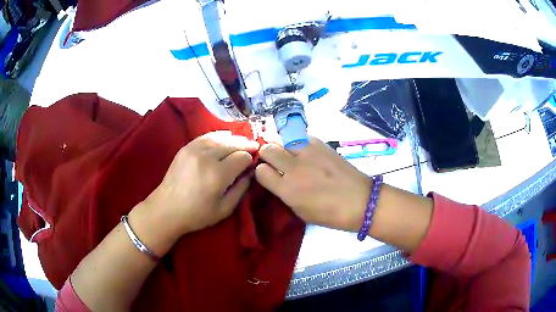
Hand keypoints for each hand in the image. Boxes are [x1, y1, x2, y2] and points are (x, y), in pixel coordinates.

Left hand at [143, 131, 258, 238]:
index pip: (242, 157)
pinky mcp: (186, 147)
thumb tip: (251, 172)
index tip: (254, 163)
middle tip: (254, 148)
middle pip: (233, 144)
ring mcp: (194, 149)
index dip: (251, 159)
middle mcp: (206, 157)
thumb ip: (241, 189)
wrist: (166, 209)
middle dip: (246, 145)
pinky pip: (207, 136)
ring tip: (241, 143)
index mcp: (217, 174)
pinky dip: (219, 136)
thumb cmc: (196, 214)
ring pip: (221, 137)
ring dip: (234, 140)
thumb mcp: (224, 209)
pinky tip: (225, 138)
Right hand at [255, 137, 370, 231]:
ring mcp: (307, 152)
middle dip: (267, 155)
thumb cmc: (329, 214)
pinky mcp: (320, 144)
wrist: (360, 200)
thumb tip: (276, 180)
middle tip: (274, 162)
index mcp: (287, 189)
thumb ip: (284, 193)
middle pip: (267, 150)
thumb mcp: (300, 211)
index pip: (260, 171)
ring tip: (287, 154)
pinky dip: (296, 142)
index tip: (268, 175)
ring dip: (280, 146)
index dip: (262, 173)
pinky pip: (299, 137)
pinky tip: (303, 150)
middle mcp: (293, 167)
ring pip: (281, 139)